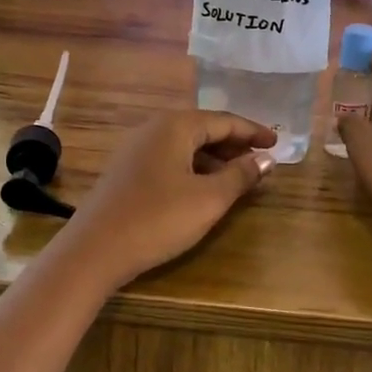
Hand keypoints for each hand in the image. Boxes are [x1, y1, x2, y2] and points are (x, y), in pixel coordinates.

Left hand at [60, 109, 277, 287]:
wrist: (94, 250)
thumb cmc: (158, 219)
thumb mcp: (209, 199)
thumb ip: (240, 176)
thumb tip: (265, 159)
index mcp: (175, 126)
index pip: (223, 120)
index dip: (253, 131)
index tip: (277, 143)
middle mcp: (153, 129)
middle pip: (202, 129)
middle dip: (233, 144)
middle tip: (261, 159)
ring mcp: (135, 150)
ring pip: (184, 146)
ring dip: (213, 158)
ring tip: (238, 176)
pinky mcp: (125, 172)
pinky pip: (168, 159)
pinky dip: (192, 168)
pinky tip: (202, 189)